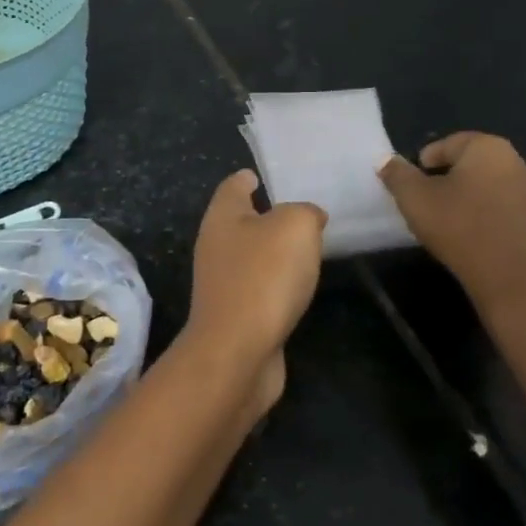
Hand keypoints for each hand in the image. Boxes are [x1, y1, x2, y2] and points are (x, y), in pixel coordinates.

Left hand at [180, 170, 325, 413]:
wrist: (238, 351)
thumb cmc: (263, 277)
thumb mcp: (295, 226)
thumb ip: (305, 212)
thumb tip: (309, 217)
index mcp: (222, 217)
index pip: (232, 187)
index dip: (246, 178)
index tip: (260, 174)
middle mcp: (215, 246)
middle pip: (239, 221)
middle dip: (264, 214)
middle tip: (299, 209)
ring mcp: (222, 283)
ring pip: (250, 256)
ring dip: (273, 251)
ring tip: (305, 246)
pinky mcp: (236, 315)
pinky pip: (260, 287)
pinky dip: (276, 283)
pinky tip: (297, 286)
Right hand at [378, 133, 525, 319]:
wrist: (513, 279)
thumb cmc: (459, 228)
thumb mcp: (415, 199)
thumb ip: (397, 174)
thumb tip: (385, 160)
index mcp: (487, 147)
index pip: (447, 143)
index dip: (423, 162)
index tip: (411, 185)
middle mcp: (515, 161)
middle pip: (469, 163)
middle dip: (444, 178)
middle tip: (424, 202)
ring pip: (486, 185)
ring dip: (464, 197)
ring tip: (445, 220)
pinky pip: (501, 207)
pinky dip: (483, 214)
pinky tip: (470, 236)